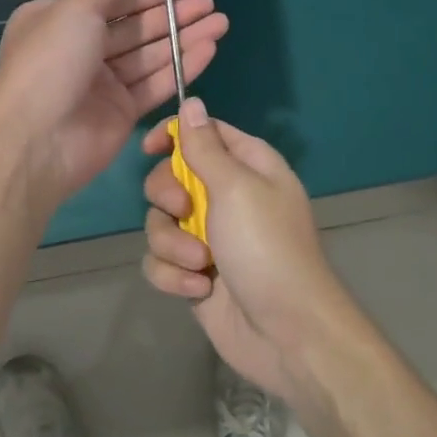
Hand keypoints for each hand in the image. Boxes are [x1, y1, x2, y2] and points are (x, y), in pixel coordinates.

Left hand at [0, 0, 227, 206]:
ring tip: (221, 23)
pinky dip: (182, 67)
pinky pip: (156, 84)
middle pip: (135, 28)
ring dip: (184, 39)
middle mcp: (81, 50)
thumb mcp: (73, 12)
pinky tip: (209, 50)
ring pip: (150, 56)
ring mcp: (103, 84)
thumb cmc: (50, 62)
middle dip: (172, 16)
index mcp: (60, 22)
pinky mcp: (122, 112)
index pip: (111, 2)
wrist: (36, 140)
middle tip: (211, 5)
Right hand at [139, 100, 356, 401]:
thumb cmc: (266, 248)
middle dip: (168, 198)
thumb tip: (192, 103)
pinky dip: (174, 276)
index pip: (203, 133)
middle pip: (170, 177)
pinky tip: (200, 291)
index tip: (150, 148)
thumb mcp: (236, 187)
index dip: (174, 135)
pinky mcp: (194, 273)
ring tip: (201, 265)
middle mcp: (226, 196)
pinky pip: (161, 262)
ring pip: (159, 222)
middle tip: (185, 213)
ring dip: (172, 245)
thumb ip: (205, 147)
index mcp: (246, 166)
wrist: (287, 334)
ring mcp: (209, 237)